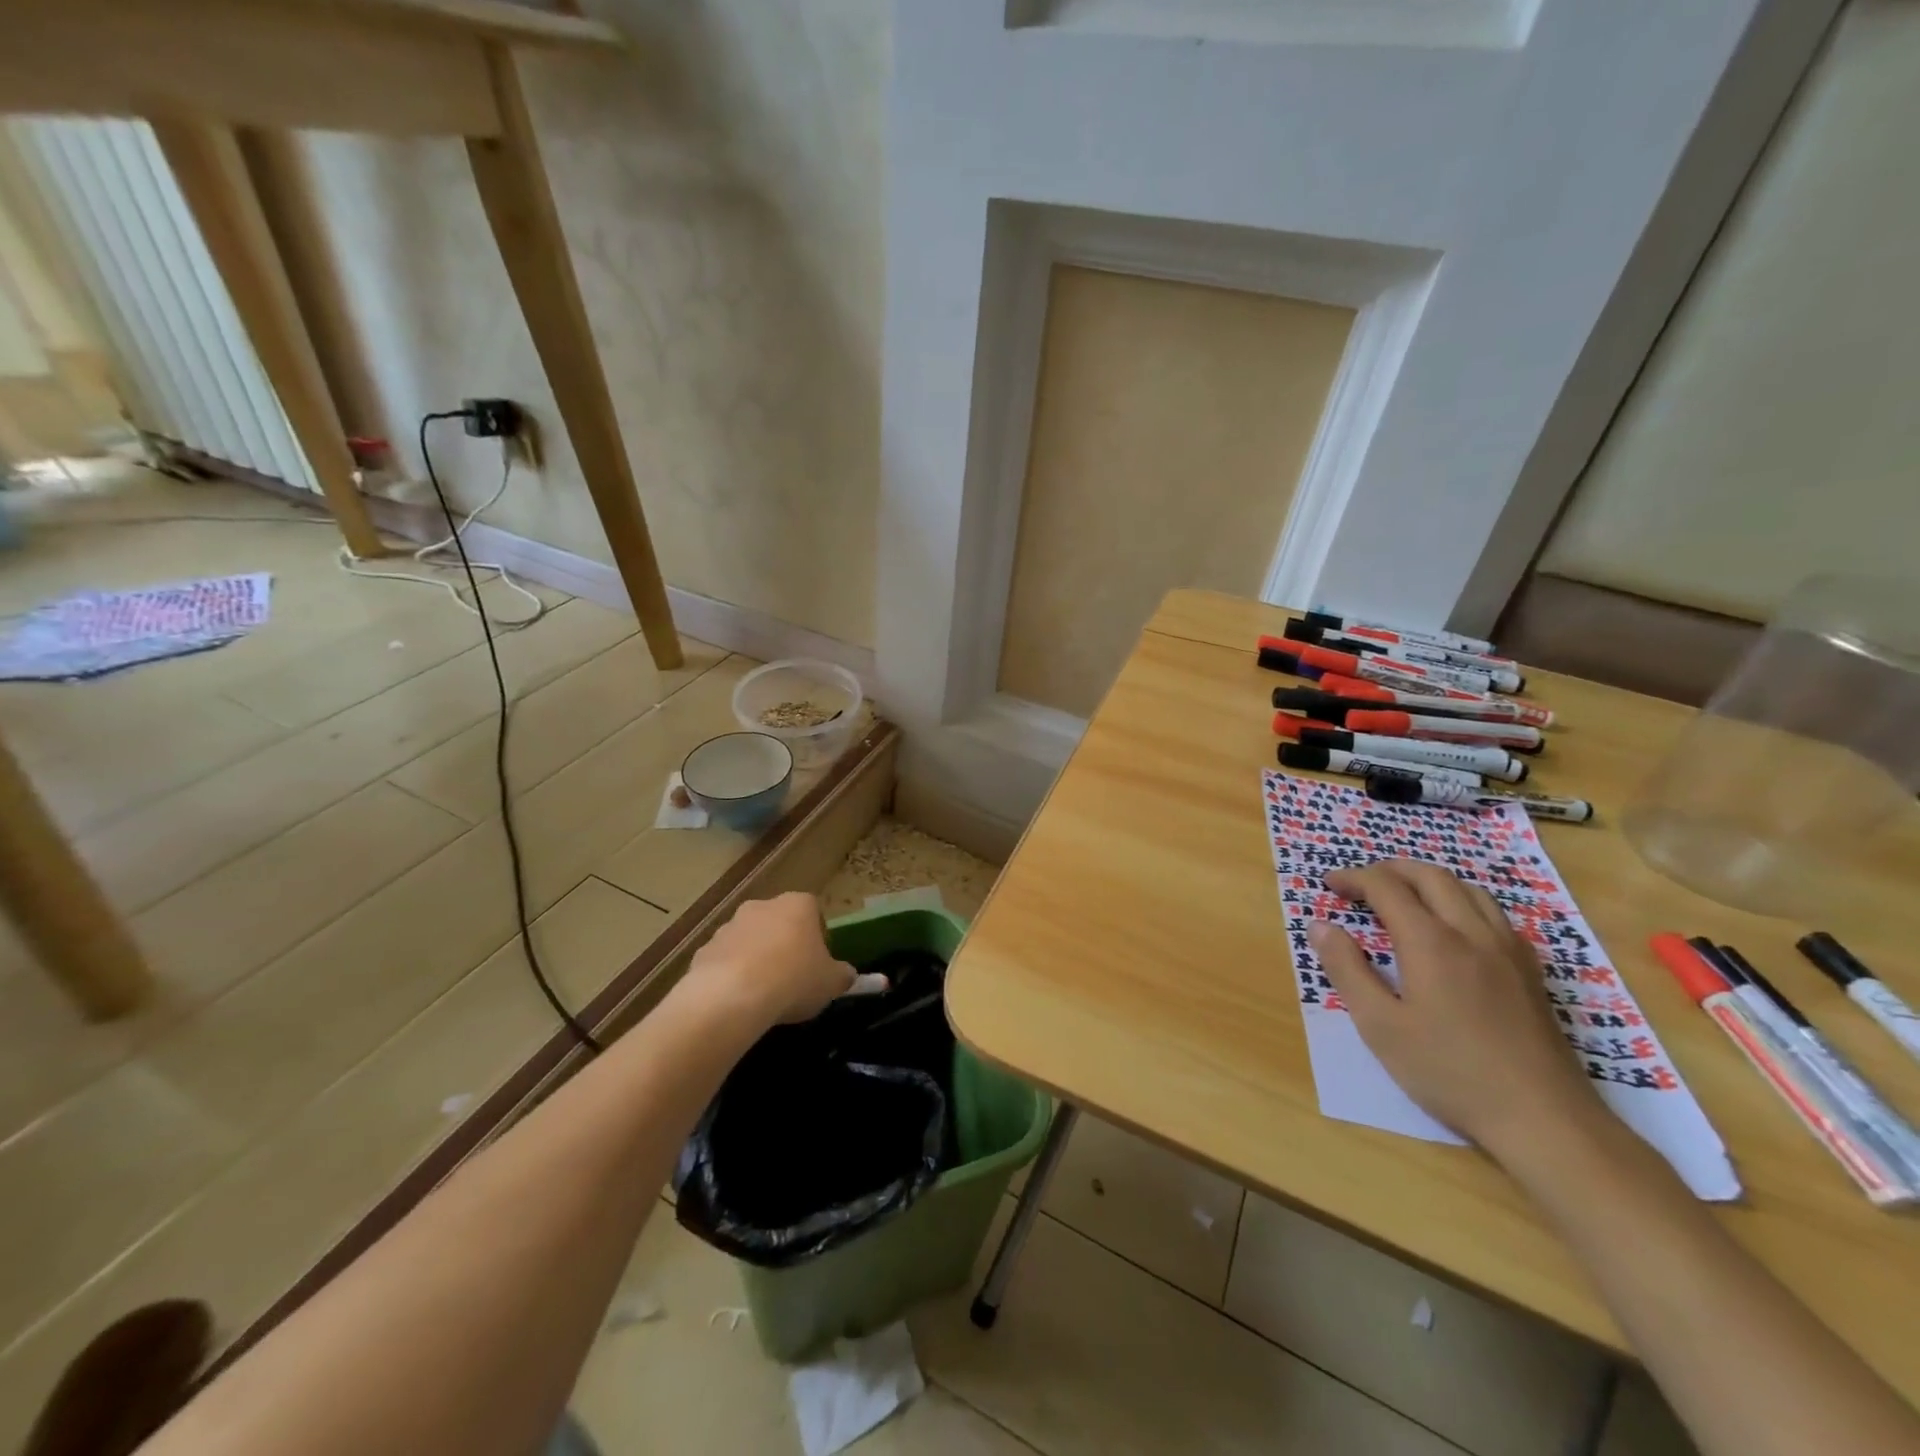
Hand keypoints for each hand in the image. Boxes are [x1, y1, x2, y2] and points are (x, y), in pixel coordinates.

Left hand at [685, 892, 860, 1026]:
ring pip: (750, 940)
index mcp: (798, 904)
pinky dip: (731, 975)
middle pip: (779, 923)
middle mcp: (762, 906)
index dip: (817, 938)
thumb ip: (844, 976)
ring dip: (756, 959)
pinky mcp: (704, 949)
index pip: (814, 911)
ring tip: (763, 994)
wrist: (732, 997)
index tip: (817, 964)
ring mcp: (730, 925)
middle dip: (785, 945)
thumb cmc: (793, 980)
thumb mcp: (831, 982)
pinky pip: (725, 960)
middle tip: (792, 978)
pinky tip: (737, 1001)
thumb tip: (850, 975)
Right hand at [1307, 860, 1599, 1150]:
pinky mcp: (1530, 971)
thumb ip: (1347, 970)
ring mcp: (1508, 950)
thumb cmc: (1450, 1072)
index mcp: (1431, 942)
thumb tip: (1320, 926)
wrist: (1544, 1119)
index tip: (1330, 885)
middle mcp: (1472, 933)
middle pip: (1431, 876)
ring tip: (1404, 897)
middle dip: (1391, 870)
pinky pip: (1494, 914)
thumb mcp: (1380, 1026)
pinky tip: (1454, 929)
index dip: (1354, 878)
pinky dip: (1462, 902)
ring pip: (1468, 889)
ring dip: (1428, 881)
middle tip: (1362, 883)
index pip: (1386, 888)